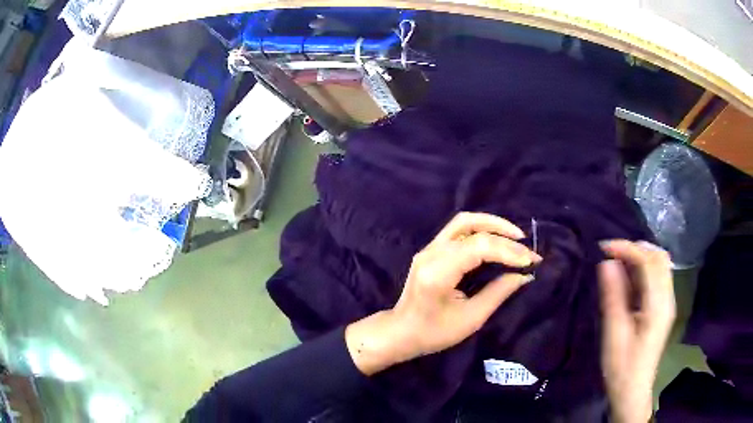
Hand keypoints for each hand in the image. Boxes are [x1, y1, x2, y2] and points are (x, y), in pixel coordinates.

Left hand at [345, 212, 540, 375]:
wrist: (401, 332)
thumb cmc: (434, 333)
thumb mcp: (471, 319)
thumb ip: (498, 293)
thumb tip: (525, 275)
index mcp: (438, 273)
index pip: (478, 248)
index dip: (508, 251)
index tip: (531, 261)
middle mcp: (431, 253)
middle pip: (472, 230)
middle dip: (505, 238)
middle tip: (528, 251)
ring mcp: (428, 248)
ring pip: (464, 222)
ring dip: (493, 224)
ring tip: (516, 237)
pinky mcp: (430, 249)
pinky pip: (458, 229)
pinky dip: (481, 229)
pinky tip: (497, 238)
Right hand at [598, 240, 675, 422]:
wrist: (632, 391)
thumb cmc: (621, 367)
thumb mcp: (614, 333)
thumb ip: (613, 296)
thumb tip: (606, 263)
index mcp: (658, 305)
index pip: (649, 262)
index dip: (628, 249)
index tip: (604, 248)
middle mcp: (668, 298)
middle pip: (659, 257)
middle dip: (635, 248)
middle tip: (611, 253)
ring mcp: (667, 302)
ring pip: (660, 265)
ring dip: (640, 257)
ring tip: (617, 261)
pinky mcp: (662, 308)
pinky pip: (657, 277)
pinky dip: (643, 269)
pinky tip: (628, 277)